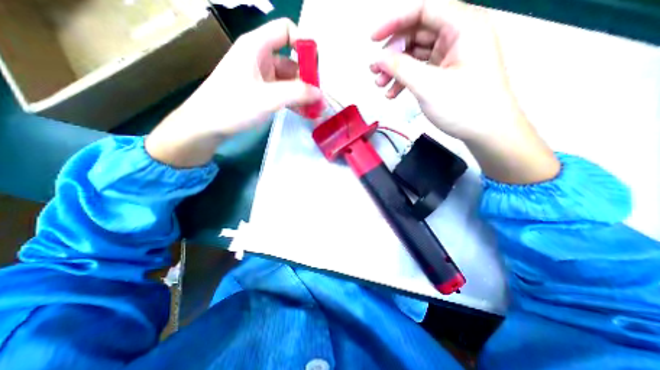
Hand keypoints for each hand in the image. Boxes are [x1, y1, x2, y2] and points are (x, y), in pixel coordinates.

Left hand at [148, 18, 322, 165]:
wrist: (207, 125)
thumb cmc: (233, 106)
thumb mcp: (267, 98)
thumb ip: (297, 94)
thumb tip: (320, 94)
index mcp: (256, 46)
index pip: (286, 30)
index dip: (303, 44)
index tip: (315, 69)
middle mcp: (260, 57)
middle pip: (292, 60)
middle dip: (308, 79)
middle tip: (319, 99)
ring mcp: (261, 76)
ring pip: (290, 80)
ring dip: (303, 94)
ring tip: (316, 110)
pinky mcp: (262, 92)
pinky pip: (283, 92)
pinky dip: (295, 101)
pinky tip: (304, 113)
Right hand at [371, 1, 514, 141]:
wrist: (486, 131)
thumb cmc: (463, 106)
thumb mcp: (428, 86)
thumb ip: (401, 68)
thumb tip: (379, 59)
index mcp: (463, 26)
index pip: (424, 9)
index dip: (395, 22)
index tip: (373, 40)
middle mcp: (458, 35)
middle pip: (417, 34)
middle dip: (393, 53)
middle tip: (375, 71)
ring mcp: (452, 56)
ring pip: (417, 54)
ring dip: (396, 69)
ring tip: (380, 85)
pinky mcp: (447, 73)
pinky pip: (421, 69)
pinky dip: (405, 80)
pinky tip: (393, 94)